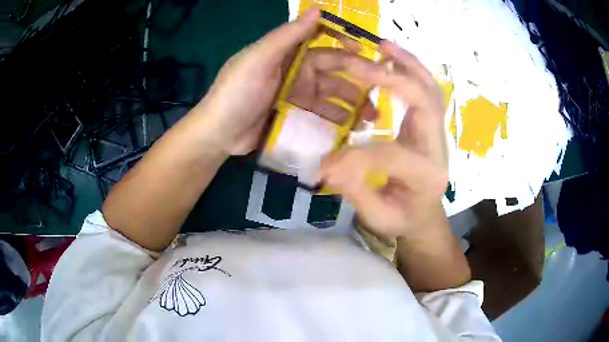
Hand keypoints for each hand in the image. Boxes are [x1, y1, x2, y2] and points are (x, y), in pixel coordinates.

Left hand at [192, 8, 377, 155]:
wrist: (219, 134)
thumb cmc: (237, 92)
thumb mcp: (259, 58)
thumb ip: (288, 35)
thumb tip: (318, 9)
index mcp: (288, 52)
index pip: (323, 42)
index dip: (347, 44)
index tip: (370, 54)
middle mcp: (297, 70)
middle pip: (335, 70)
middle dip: (359, 79)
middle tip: (382, 92)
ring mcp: (298, 95)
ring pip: (333, 94)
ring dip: (354, 103)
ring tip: (374, 116)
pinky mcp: (297, 116)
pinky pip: (323, 114)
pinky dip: (340, 119)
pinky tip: (355, 128)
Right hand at [319, 41, 447, 238]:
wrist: (425, 213)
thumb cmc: (403, 217)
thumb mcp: (379, 216)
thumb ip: (356, 191)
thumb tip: (326, 167)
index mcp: (427, 175)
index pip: (391, 154)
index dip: (354, 156)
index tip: (325, 165)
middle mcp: (438, 147)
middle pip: (425, 102)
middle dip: (392, 79)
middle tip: (361, 63)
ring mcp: (438, 132)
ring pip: (430, 88)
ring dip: (407, 64)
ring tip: (382, 45)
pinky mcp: (430, 122)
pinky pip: (425, 88)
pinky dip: (410, 69)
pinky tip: (391, 57)